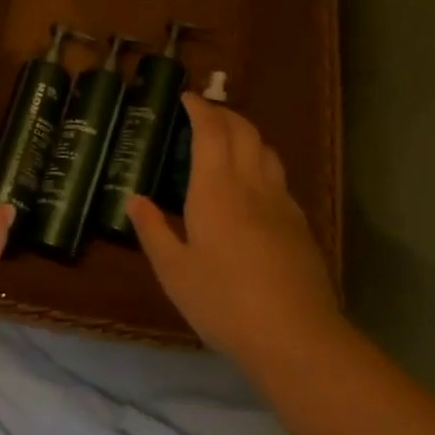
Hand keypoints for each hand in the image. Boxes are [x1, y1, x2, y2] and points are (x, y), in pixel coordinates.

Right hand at [127, 94, 341, 374]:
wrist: (296, 337)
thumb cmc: (224, 302)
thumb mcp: (174, 271)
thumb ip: (153, 230)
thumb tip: (134, 199)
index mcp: (216, 189)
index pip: (211, 130)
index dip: (200, 108)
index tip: (186, 97)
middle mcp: (251, 185)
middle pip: (244, 131)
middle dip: (224, 113)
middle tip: (204, 112)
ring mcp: (281, 204)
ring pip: (267, 151)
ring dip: (247, 134)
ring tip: (229, 141)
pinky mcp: (300, 225)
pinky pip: (279, 179)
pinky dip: (262, 165)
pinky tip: (254, 188)